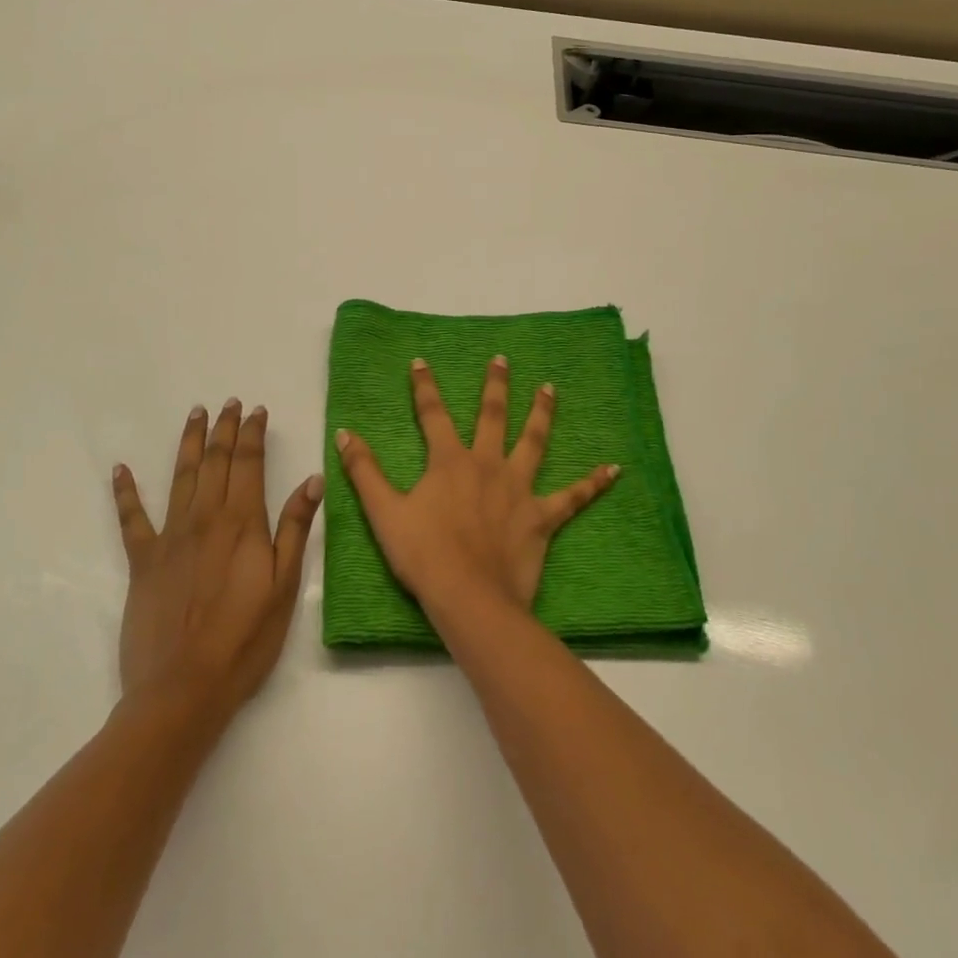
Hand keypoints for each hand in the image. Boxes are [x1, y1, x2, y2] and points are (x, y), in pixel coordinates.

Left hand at [112, 400, 322, 717]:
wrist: (182, 690)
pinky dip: (125, 492)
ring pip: (180, 476)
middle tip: (228, 403)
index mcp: (242, 522)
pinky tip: (120, 469)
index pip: (249, 463)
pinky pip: (131, 518)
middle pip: (215, 461)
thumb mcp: (284, 585)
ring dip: (188, 442)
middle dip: (223, 428)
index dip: (253, 433)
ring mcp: (170, 536)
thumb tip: (312, 479)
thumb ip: (295, 528)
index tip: (256, 410)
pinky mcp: (142, 560)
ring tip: (195, 414)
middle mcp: (205, 518)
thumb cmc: (244, 640)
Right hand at [336, 357, 618, 621]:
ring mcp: (518, 489)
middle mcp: (487, 464)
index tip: (420, 362)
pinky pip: (572, 497)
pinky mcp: (542, 518)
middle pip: (492, 416)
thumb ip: (363, 471)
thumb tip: (344, 434)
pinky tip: (613, 469)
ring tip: (550, 388)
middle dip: (495, 385)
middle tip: (502, 359)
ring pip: (534, 441)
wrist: (469, 597)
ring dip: (542, 413)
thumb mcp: (384, 511)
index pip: (433, 414)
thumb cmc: (424, 554)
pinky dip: (593, 483)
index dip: (425, 387)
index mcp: (450, 461)